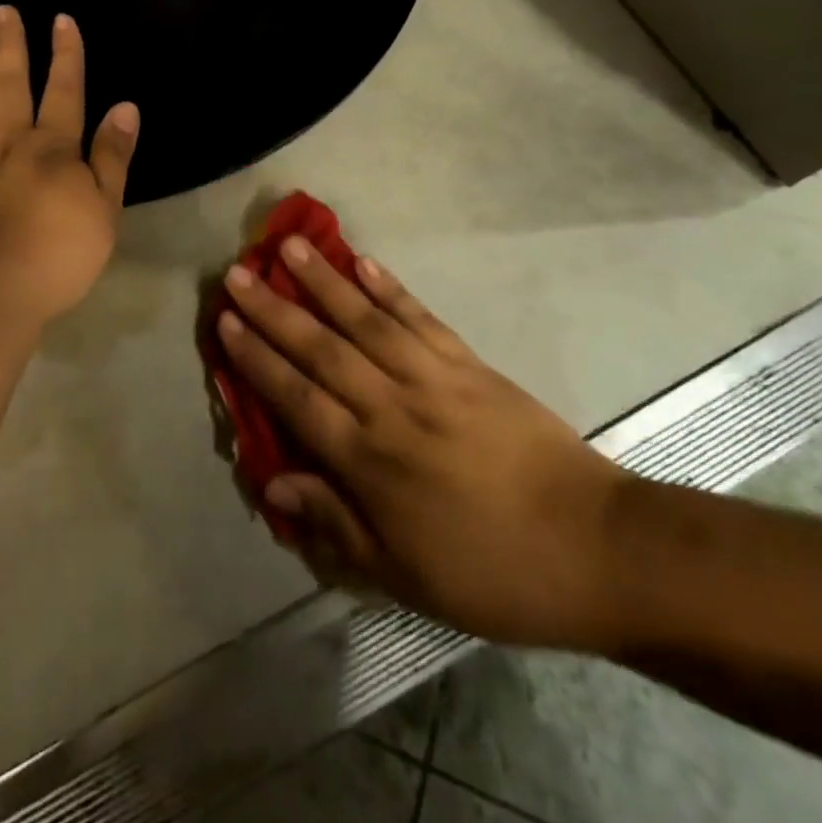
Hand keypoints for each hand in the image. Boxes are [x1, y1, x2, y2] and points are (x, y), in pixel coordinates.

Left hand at [0, 8, 139, 331]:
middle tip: (2, 11)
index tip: (61, 20)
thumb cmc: (55, 256)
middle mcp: (5, 143)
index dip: (66, 55)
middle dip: (10, 47)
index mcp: (51, 149)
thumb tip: (125, 107)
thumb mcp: (104, 210)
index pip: (64, 91)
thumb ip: (112, 157)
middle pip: (9, 86)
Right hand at [216, 241, 628, 649]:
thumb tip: (273, 481)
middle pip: (320, 349)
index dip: (256, 359)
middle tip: (237, 272)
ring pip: (365, 320)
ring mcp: (433, 378)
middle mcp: (391, 407)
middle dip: (273, 309)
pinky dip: (390, 288)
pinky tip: (364, 263)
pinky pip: (420, 318)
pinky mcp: (469, 364)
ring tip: (289, 247)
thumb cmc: (492, 572)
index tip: (226, 323)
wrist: (595, 547)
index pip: (297, 399)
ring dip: (324, 281)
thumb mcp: (405, 575)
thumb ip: (336, 522)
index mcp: (371, 462)